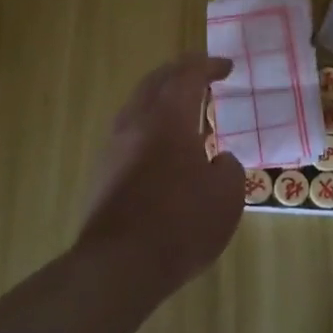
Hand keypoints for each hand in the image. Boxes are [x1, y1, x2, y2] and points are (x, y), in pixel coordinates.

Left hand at [77, 53, 247, 296]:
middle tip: (201, 74)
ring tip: (185, 110)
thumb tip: (220, 161)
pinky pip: (129, 133)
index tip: (227, 67)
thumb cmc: (181, 225)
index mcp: (169, 118)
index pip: (188, 75)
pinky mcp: (103, 173)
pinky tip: (165, 147)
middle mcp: (136, 123)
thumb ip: (229, 168)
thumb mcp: (227, 196)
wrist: (119, 266)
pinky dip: (150, 125)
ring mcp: (114, 148)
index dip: (209, 66)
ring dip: (161, 99)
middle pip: (156, 82)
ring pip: (137, 106)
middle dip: (180, 72)